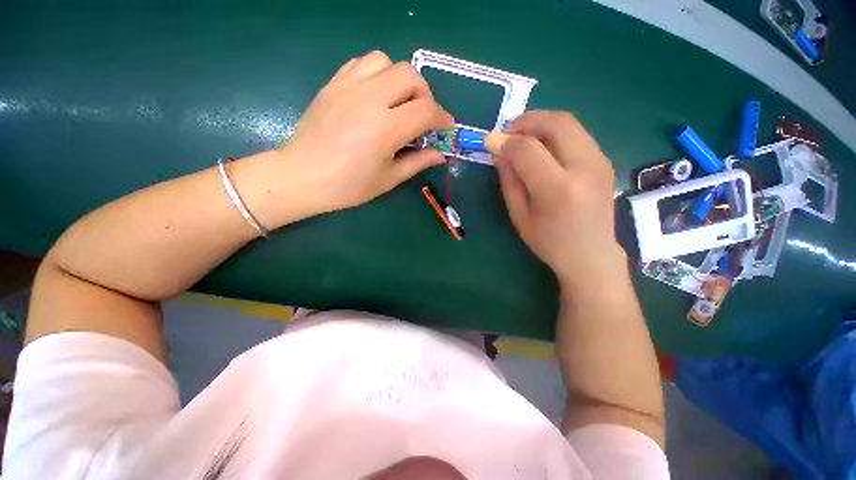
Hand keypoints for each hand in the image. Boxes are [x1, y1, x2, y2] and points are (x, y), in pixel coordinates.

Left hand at [280, 50, 453, 213]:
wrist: (302, 176)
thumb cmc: (348, 185)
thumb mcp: (388, 179)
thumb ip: (417, 162)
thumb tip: (440, 154)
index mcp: (385, 128)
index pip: (425, 110)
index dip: (442, 117)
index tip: (446, 126)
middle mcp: (369, 99)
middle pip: (410, 76)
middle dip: (425, 95)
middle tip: (422, 117)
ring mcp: (348, 87)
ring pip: (386, 62)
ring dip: (401, 80)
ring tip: (399, 103)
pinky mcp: (333, 83)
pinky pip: (363, 63)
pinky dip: (378, 74)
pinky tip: (376, 95)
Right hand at [486, 111, 621, 287]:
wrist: (591, 255)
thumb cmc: (549, 242)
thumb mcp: (520, 216)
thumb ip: (509, 181)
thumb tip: (499, 152)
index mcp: (558, 190)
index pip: (529, 150)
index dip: (506, 141)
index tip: (490, 141)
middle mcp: (585, 168)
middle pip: (556, 123)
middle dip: (526, 121)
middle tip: (507, 133)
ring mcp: (600, 162)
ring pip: (569, 123)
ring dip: (540, 124)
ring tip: (521, 139)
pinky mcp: (604, 160)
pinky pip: (576, 134)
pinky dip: (554, 133)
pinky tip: (541, 148)